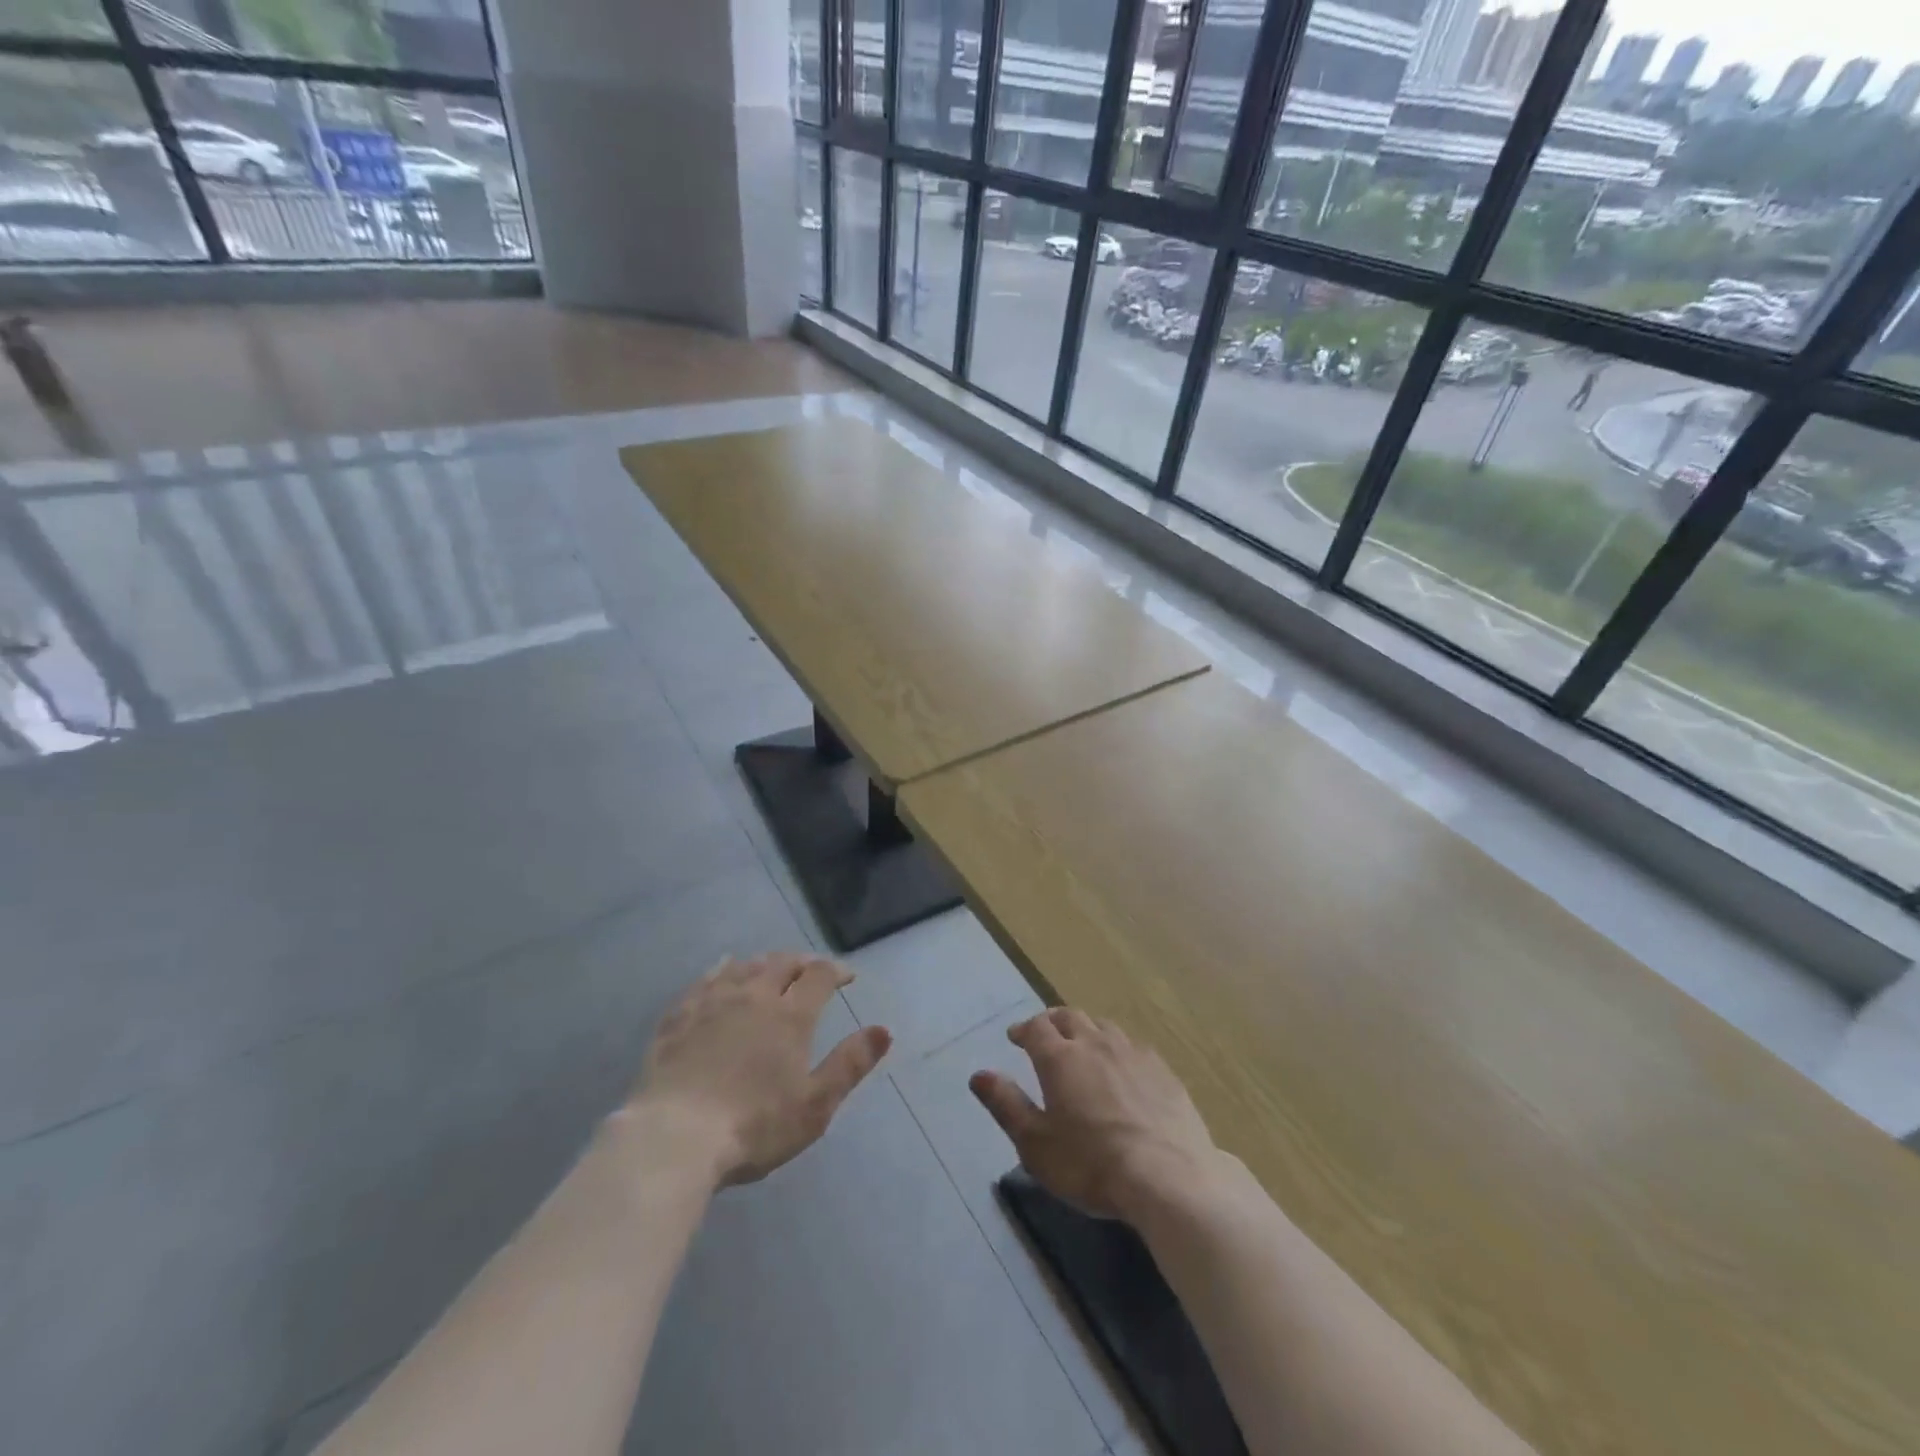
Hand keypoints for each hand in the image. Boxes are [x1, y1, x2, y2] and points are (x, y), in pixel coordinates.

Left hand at [629, 952, 891, 1186]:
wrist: (674, 1138)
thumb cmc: (754, 1126)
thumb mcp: (815, 1105)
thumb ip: (850, 1064)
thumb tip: (884, 1030)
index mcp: (790, 1016)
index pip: (819, 976)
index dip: (836, 971)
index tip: (847, 977)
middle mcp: (754, 996)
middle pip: (782, 963)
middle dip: (802, 962)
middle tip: (811, 970)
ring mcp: (712, 1002)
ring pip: (744, 966)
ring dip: (764, 962)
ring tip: (772, 967)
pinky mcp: (679, 1016)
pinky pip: (704, 980)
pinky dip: (721, 970)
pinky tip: (722, 971)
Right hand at [970, 1008, 1222, 1220]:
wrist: (1168, 1178)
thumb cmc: (1091, 1164)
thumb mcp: (1036, 1144)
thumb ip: (1006, 1105)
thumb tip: (978, 1074)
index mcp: (1060, 1058)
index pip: (1036, 1028)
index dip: (1023, 1029)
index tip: (1015, 1037)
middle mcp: (1095, 1044)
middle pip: (1070, 1018)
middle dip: (1053, 1022)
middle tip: (1044, 1033)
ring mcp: (1133, 1054)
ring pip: (1104, 1027)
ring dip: (1087, 1030)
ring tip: (1082, 1045)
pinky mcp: (1163, 1071)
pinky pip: (1133, 1047)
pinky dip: (1118, 1049)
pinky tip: (1122, 1067)